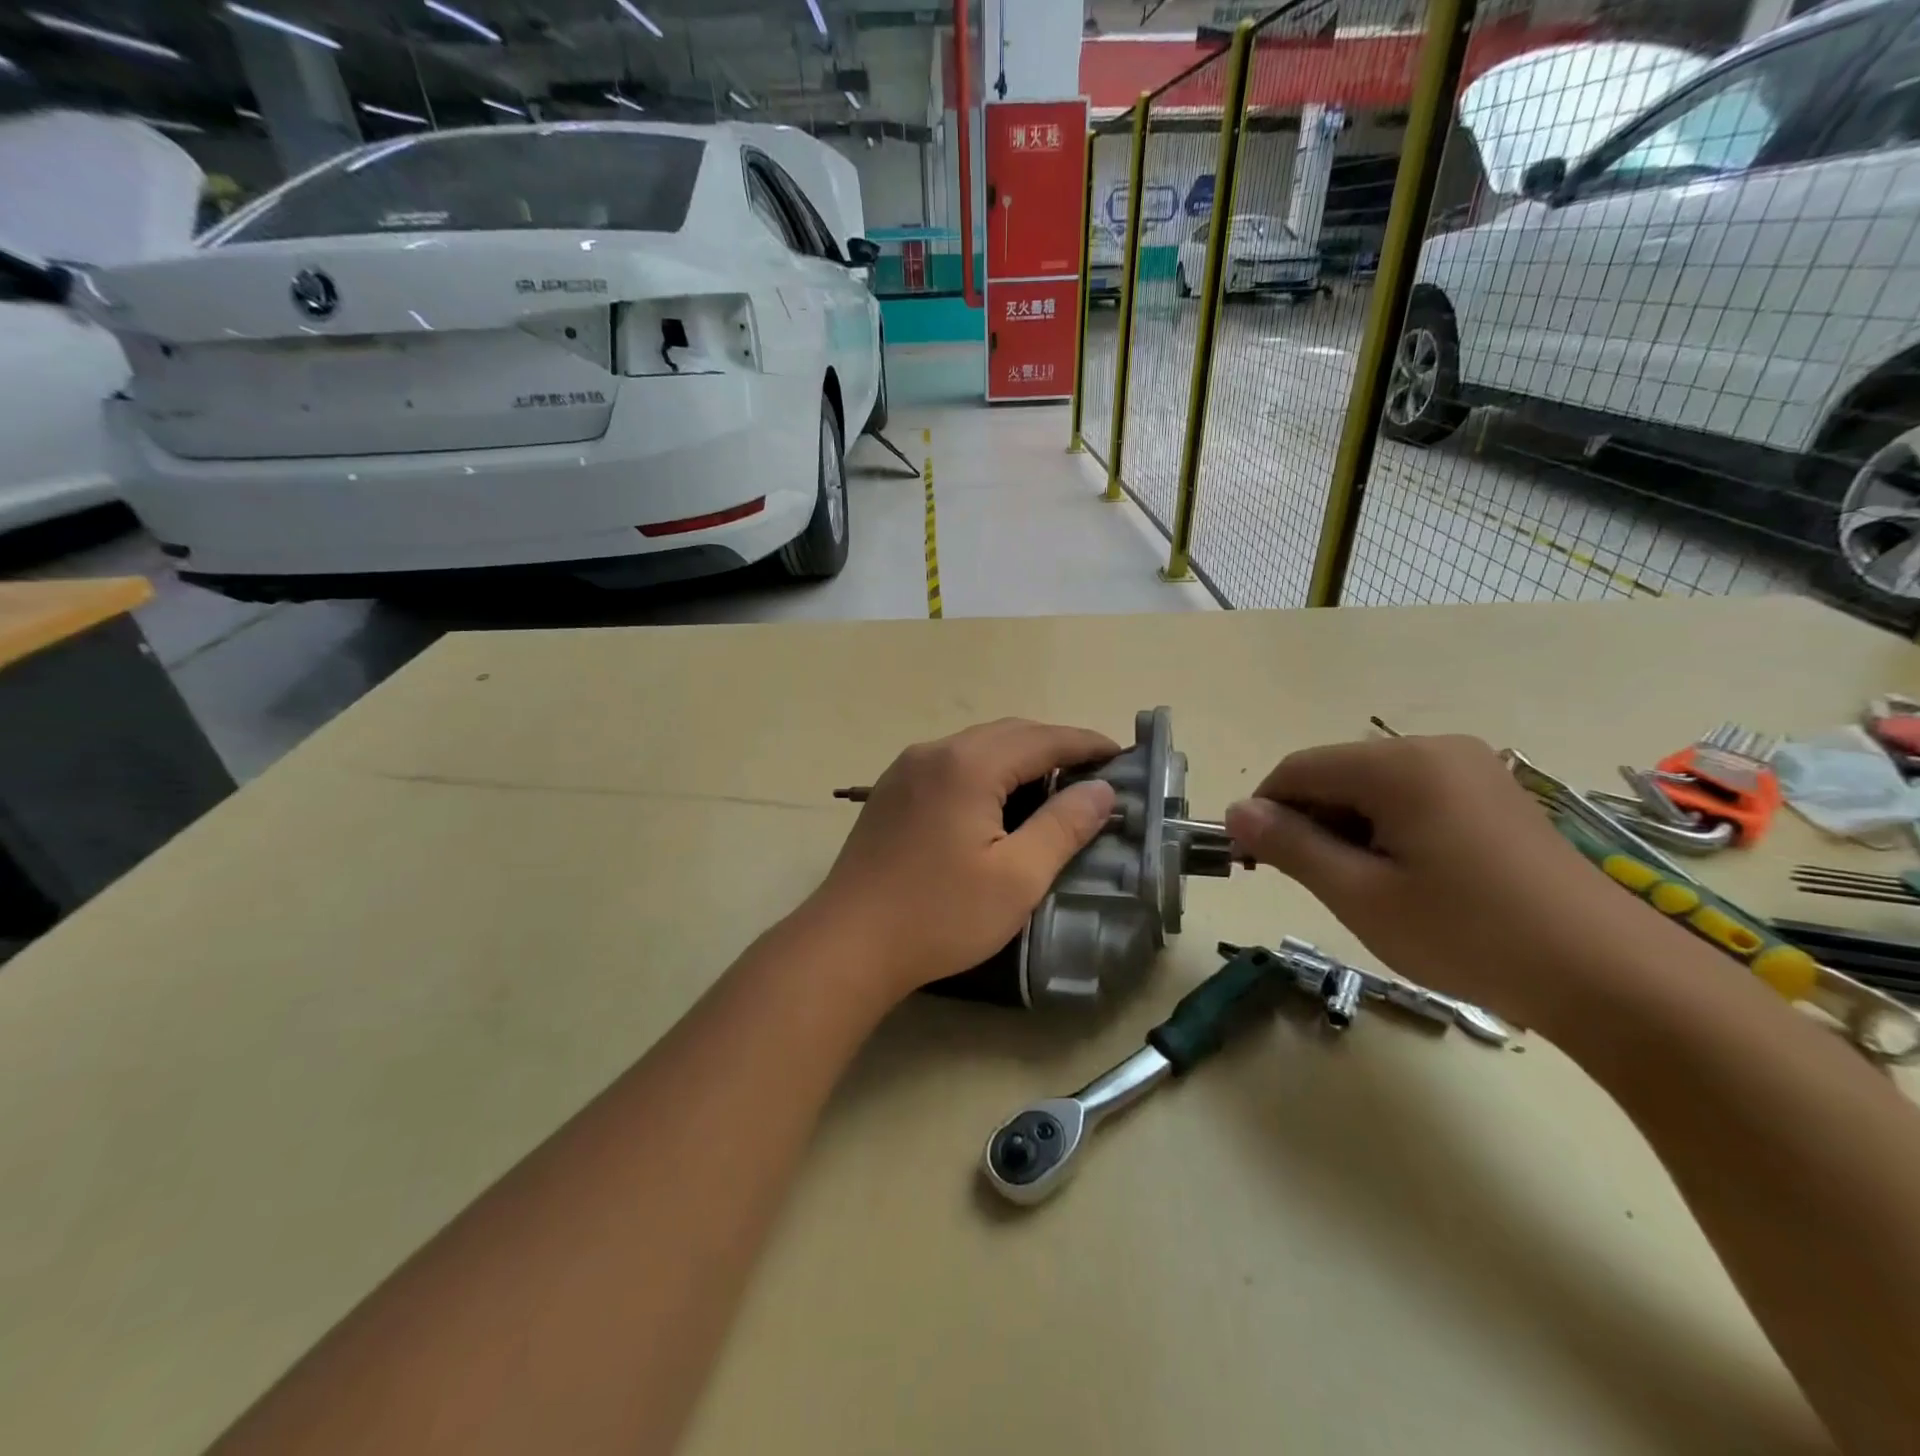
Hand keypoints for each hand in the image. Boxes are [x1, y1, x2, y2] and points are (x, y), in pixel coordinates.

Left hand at [807, 719, 1118, 1002]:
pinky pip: (951, 762)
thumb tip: (1102, 790)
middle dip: (1054, 745)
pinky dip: (986, 769)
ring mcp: (906, 769)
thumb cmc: (939, 915)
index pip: (1042, 739)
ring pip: (977, 745)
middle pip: (1008, 733)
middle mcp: (935, 752)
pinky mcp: (891, 791)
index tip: (1122, 755)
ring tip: (1052, 785)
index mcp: (969, 765)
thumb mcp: (1017, 878)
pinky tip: (996, 800)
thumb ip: (1063, 826)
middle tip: (1092, 773)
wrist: (848, 943)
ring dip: (1019, 756)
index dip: (1086, 744)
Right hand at [1224, 735, 1662, 1030]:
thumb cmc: (1470, 934)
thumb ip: (1291, 846)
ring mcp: (1472, 769)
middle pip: (1337, 774)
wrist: (1613, 979)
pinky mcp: (1495, 796)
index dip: (1264, 811)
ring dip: (1347, 830)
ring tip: (1363, 889)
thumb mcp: (1361, 895)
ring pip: (1373, 788)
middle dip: (1309, 823)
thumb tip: (1235, 813)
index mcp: (1401, 764)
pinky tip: (1405, 878)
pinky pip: (1413, 798)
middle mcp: (1436, 749)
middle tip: (1311, 885)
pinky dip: (1387, 830)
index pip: (1299, 769)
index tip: (1250, 863)